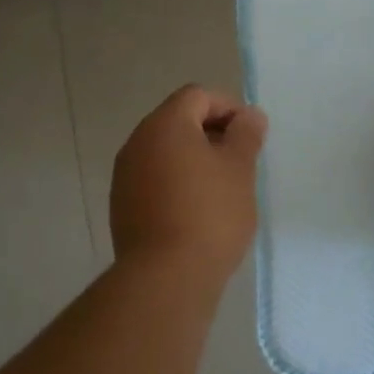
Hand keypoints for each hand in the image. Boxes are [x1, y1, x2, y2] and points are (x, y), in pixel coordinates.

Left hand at [110, 85, 266, 280]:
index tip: (250, 135)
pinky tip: (197, 211)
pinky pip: (153, 179)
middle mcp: (137, 142)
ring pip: (165, 152)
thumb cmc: (210, 214)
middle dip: (211, 134)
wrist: (166, 277)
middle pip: (178, 121)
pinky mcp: (122, 205)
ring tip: (222, 188)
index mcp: (164, 124)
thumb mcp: (239, 170)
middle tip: (240, 161)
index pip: (197, 96)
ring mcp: (125, 175)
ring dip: (194, 159)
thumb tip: (249, 115)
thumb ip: (246, 135)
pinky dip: (176, 182)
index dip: (228, 107)